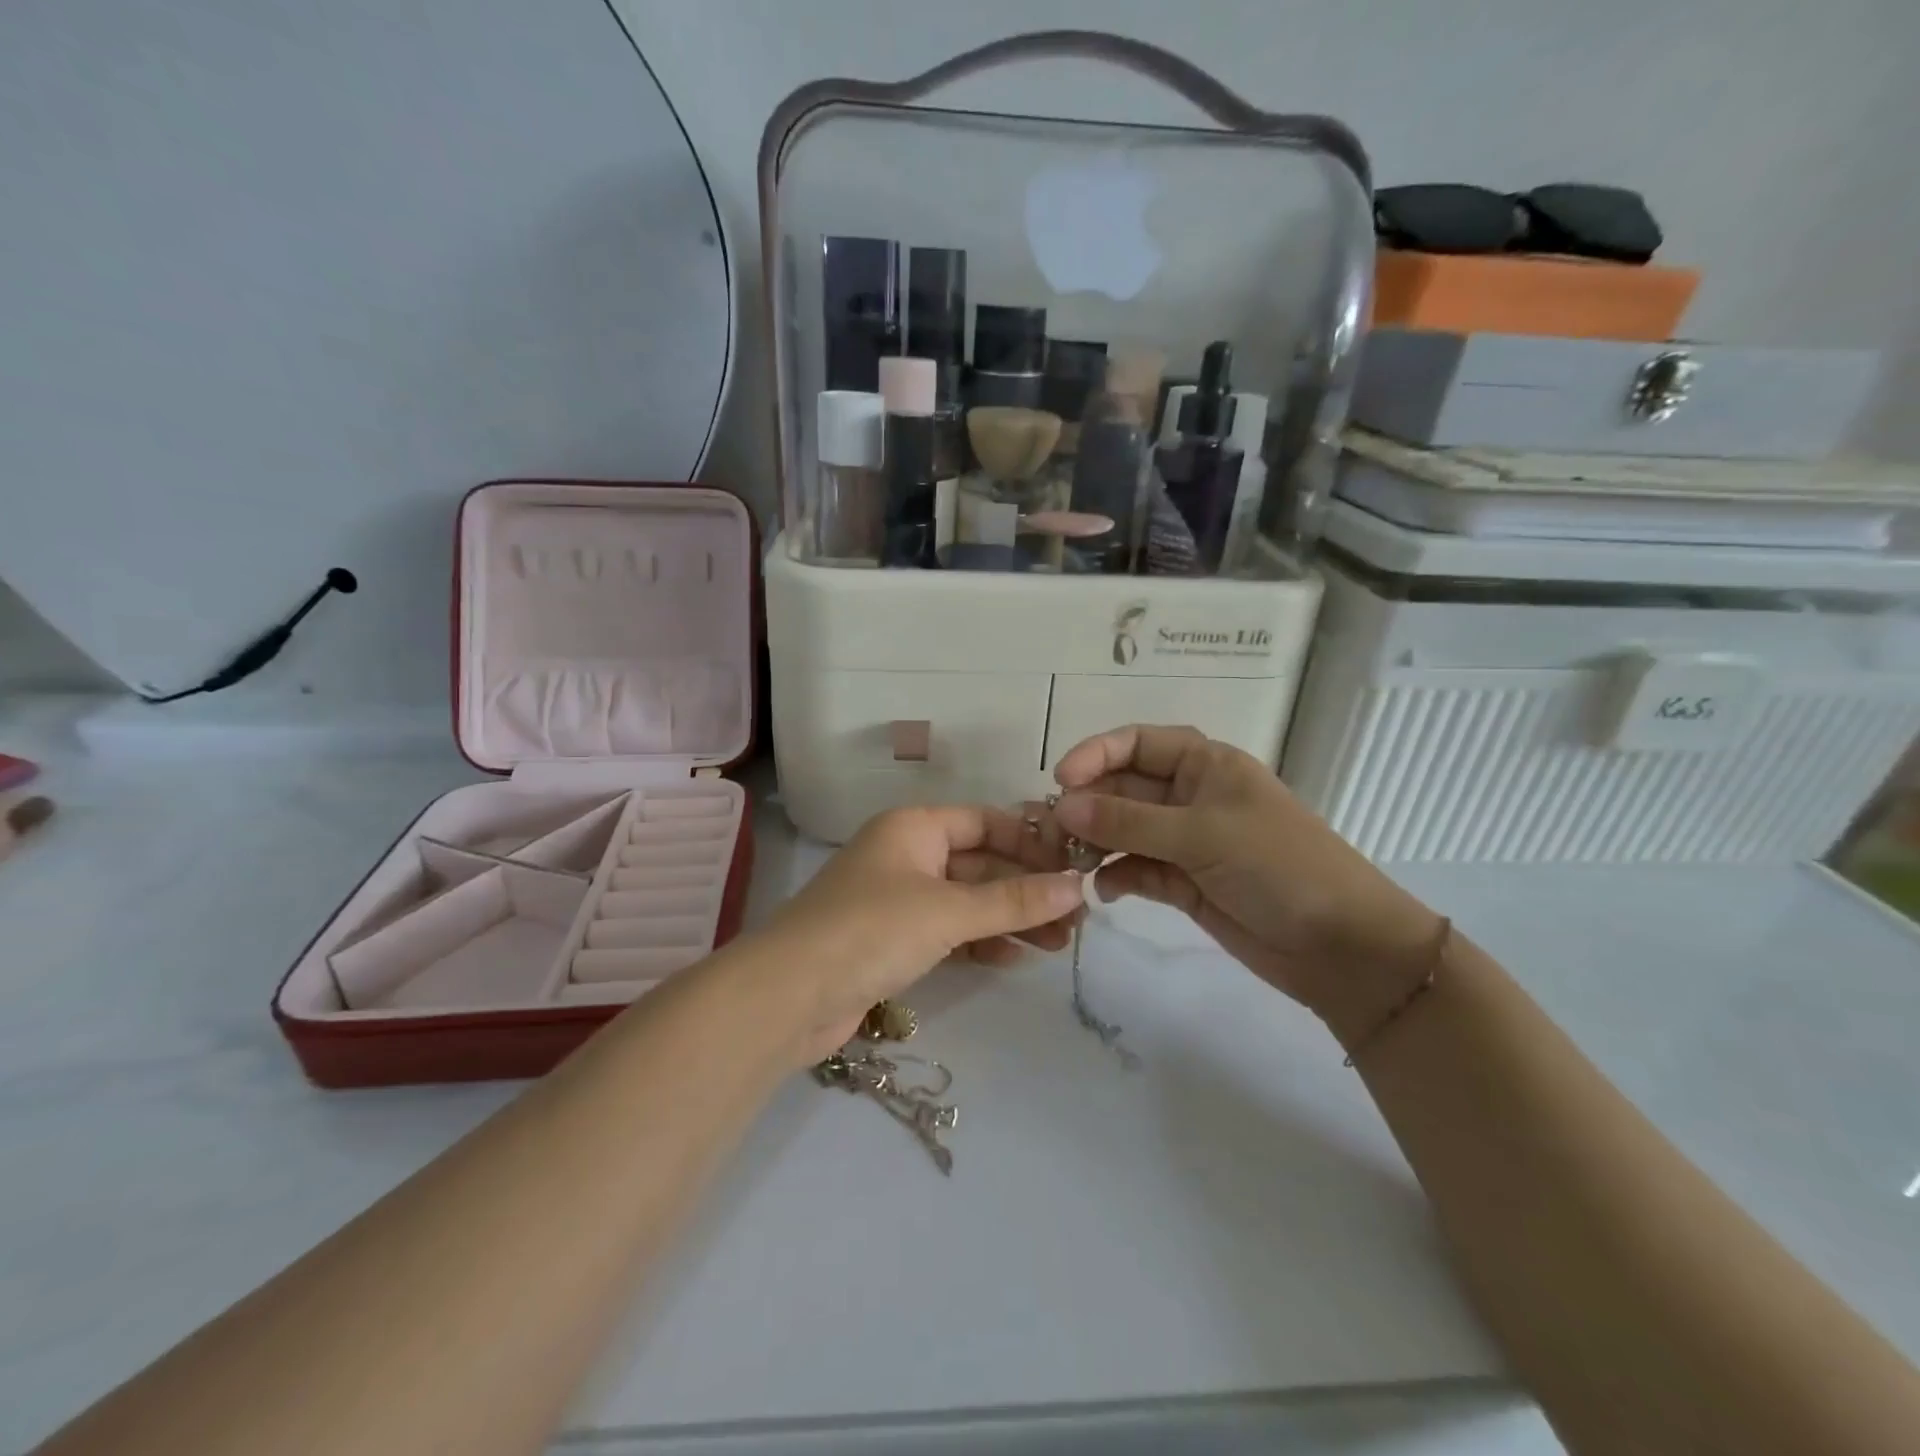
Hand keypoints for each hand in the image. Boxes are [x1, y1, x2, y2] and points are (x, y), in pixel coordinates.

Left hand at [754, 806, 1083, 1063]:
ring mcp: (898, 900)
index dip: (1030, 841)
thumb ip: (1014, 899)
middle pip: (980, 863)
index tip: (1073, 867)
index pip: (985, 821)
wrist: (789, 996)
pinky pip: (949, 932)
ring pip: (967, 901)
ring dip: (1010, 919)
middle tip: (1076, 917)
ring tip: (1059, 944)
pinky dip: (980, 942)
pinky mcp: (892, 942)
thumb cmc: (871, 930)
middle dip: (1026, 888)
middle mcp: (906, 855)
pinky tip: (1015, 958)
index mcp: (914, 827)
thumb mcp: (949, 911)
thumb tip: (1077, 886)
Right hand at [1049, 725, 1444, 1048]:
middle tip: (1049, 833)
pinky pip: (1136, 869)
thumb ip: (1128, 820)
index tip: (1060, 780)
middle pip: (1122, 789)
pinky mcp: (1183, 883)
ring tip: (1067, 863)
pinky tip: (1103, 891)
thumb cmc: (1279, 866)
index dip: (1095, 754)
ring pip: (1124, 831)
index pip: (1137, 743)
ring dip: (1094, 843)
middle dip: (1086, 806)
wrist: (1341, 947)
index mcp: (1204, 765)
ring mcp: (1186, 842)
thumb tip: (1061, 804)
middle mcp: (1190, 796)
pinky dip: (1116, 876)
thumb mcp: (1202, 834)